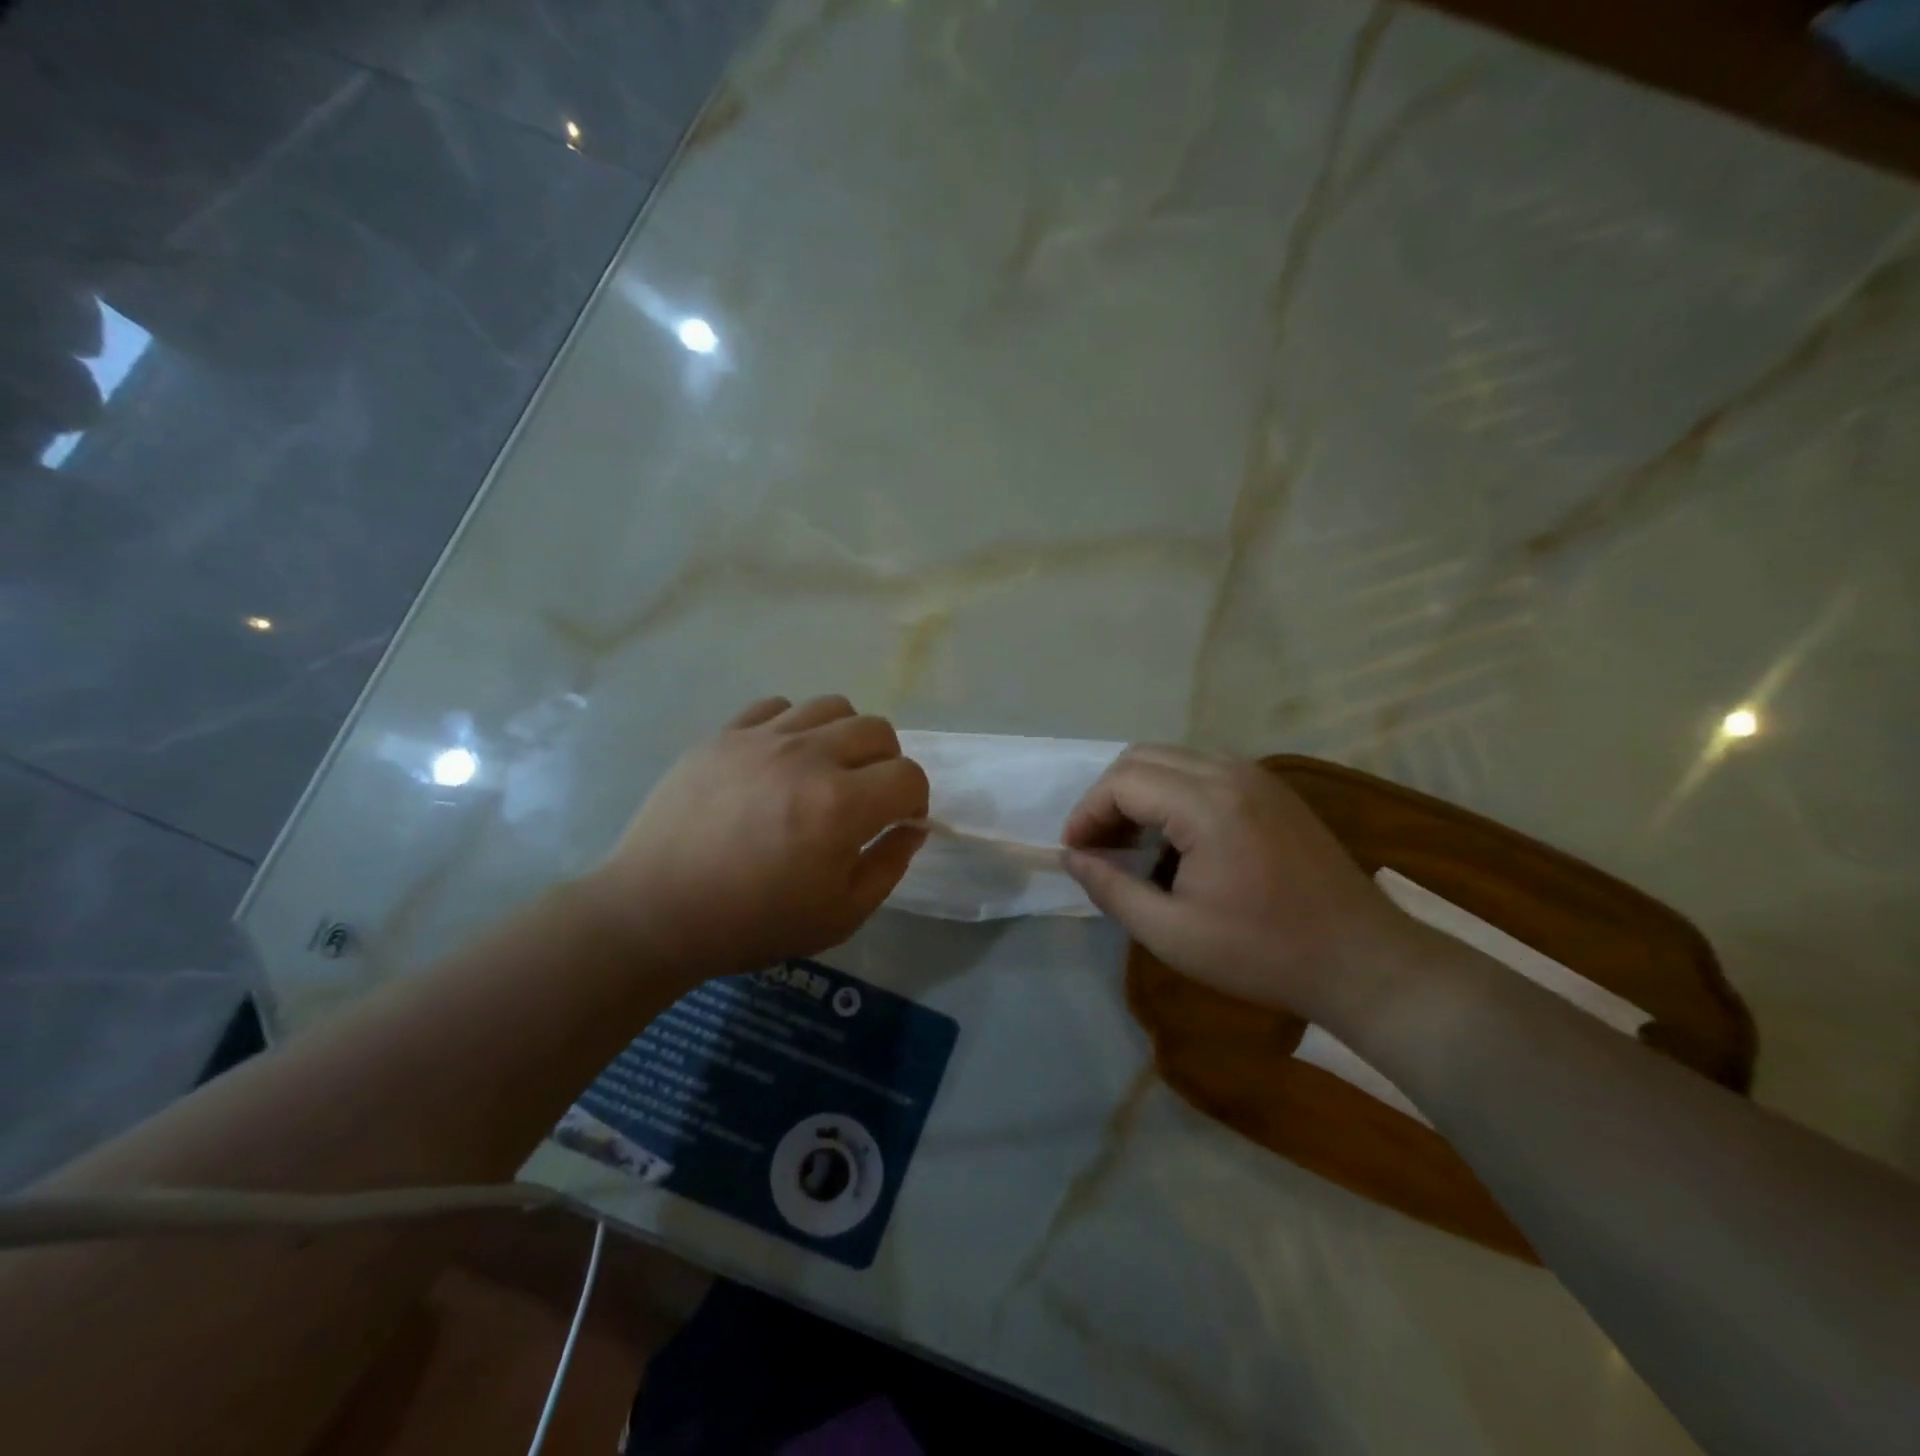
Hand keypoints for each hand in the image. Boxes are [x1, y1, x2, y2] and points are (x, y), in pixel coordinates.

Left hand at [576, 696, 928, 979]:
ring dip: (845, 737)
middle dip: (887, 763)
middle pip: (877, 730)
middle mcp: (807, 757)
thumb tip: (911, 828)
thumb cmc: (752, 923)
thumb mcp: (840, 916)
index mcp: (840, 806)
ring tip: (826, 770)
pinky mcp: (724, 733)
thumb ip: (889, 866)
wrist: (655, 912)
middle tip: (866, 796)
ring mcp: (762, 738)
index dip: (915, 800)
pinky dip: (794, 726)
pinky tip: (780, 759)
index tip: (899, 821)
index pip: (908, 776)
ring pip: (832, 706)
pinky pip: (778, 706)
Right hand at [1061, 746, 1416, 1025]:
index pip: (1123, 783)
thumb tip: (1072, 857)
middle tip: (1098, 846)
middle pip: (1143, 757)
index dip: (1087, 813)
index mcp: (1207, 804)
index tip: (1074, 852)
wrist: (1363, 960)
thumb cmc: (1263, 953)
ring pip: (1173, 758)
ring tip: (1130, 843)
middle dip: (1109, 797)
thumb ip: (1112, 889)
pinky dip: (1172, 792)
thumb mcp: (1172, 934)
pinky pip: (1203, 770)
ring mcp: (1257, 776)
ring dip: (1140, 792)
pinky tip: (1174, 839)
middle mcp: (1231, 772)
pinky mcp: (1273, 789)